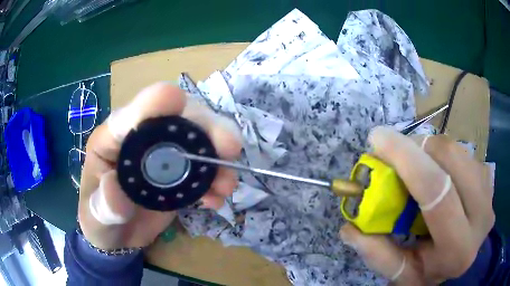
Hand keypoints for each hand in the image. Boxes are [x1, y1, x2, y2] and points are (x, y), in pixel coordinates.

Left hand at [78, 83, 241, 249]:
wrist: (118, 236)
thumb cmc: (99, 220)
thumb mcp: (95, 216)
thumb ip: (103, 205)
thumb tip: (115, 186)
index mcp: (112, 141)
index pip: (130, 115)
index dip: (151, 103)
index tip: (175, 97)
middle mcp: (141, 140)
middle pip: (178, 118)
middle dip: (205, 128)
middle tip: (229, 147)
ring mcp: (163, 156)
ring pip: (198, 139)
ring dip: (217, 157)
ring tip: (226, 184)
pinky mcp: (179, 175)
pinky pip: (203, 169)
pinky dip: (215, 181)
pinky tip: (214, 200)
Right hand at [339, 126, 494, 284]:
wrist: (465, 263)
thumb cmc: (433, 272)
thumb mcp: (404, 274)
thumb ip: (378, 254)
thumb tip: (349, 227)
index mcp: (458, 247)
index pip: (436, 191)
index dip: (406, 158)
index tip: (377, 137)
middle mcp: (481, 214)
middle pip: (450, 158)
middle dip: (418, 147)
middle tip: (395, 154)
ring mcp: (489, 192)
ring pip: (457, 150)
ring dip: (429, 150)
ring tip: (415, 166)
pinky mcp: (489, 179)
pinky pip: (463, 152)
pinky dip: (442, 155)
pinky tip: (436, 172)